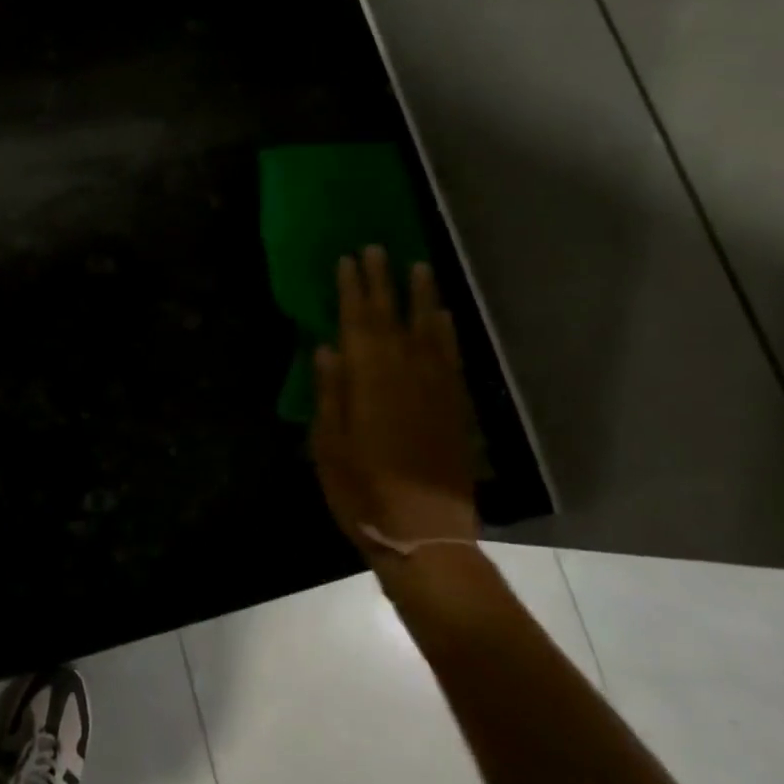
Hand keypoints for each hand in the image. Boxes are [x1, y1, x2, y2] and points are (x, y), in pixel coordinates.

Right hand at [312, 246, 478, 554]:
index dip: (352, 289)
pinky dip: (447, 333)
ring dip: (420, 297)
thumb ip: (330, 394)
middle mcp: (404, 375)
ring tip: (417, 266)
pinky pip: (452, 359)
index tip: (347, 260)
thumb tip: (327, 348)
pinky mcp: (456, 408)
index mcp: (367, 383)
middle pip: (390, 318)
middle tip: (376, 249)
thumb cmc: (363, 493)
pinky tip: (443, 317)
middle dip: (382, 282)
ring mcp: (435, 390)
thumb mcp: (330, 446)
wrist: (426, 535)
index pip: (357, 323)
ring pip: (427, 331)